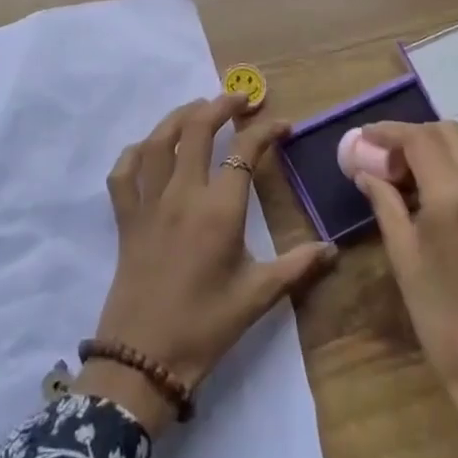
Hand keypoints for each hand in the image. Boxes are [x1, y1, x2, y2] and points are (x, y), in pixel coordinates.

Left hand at [81, 94, 338, 434]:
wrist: (144, 359)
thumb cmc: (206, 326)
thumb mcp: (258, 296)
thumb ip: (298, 266)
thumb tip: (334, 250)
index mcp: (219, 210)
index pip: (244, 152)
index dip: (265, 131)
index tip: (283, 125)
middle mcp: (182, 194)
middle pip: (196, 130)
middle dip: (220, 106)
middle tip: (239, 99)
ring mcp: (148, 203)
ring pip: (158, 141)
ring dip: (179, 117)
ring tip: (198, 109)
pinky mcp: (125, 218)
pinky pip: (123, 172)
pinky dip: (135, 152)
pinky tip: (149, 149)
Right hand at [355, 121, 457, 457]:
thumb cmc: (448, 326)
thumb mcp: (405, 263)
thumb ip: (386, 205)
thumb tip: (366, 171)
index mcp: (456, 197)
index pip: (419, 138)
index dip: (387, 132)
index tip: (362, 140)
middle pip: (449, 134)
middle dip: (413, 137)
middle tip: (384, 160)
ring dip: (436, 155)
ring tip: (405, 183)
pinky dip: (457, 176)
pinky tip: (436, 205)